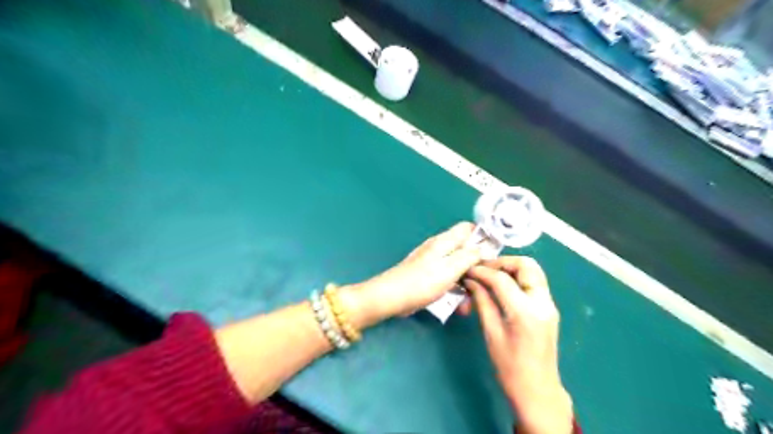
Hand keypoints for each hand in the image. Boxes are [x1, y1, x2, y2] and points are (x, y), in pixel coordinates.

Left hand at [339, 221, 481, 326]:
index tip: (495, 253)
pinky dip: (455, 288)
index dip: (484, 236)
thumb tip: (486, 248)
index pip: (468, 228)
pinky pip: (448, 278)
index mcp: (445, 241)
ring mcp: (433, 262)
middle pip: (465, 250)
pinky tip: (459, 305)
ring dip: (467, 282)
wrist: (392, 297)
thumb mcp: (451, 268)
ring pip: (458, 267)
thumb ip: (470, 256)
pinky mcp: (428, 276)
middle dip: (477, 266)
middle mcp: (440, 248)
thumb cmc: (422, 281)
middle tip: (486, 283)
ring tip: (471, 302)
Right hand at [462, 259, 568, 432]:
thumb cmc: (509, 367)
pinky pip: (534, 282)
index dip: (482, 271)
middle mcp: (542, 303)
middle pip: (526, 265)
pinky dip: (518, 277)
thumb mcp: (491, 333)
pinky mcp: (549, 308)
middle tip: (483, 269)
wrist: (538, 391)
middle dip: (502, 262)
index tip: (467, 270)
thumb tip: (470, 281)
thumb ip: (482, 302)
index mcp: (526, 312)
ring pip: (533, 271)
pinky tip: (501, 285)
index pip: (502, 279)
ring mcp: (549, 304)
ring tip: (490, 275)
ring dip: (511, 268)